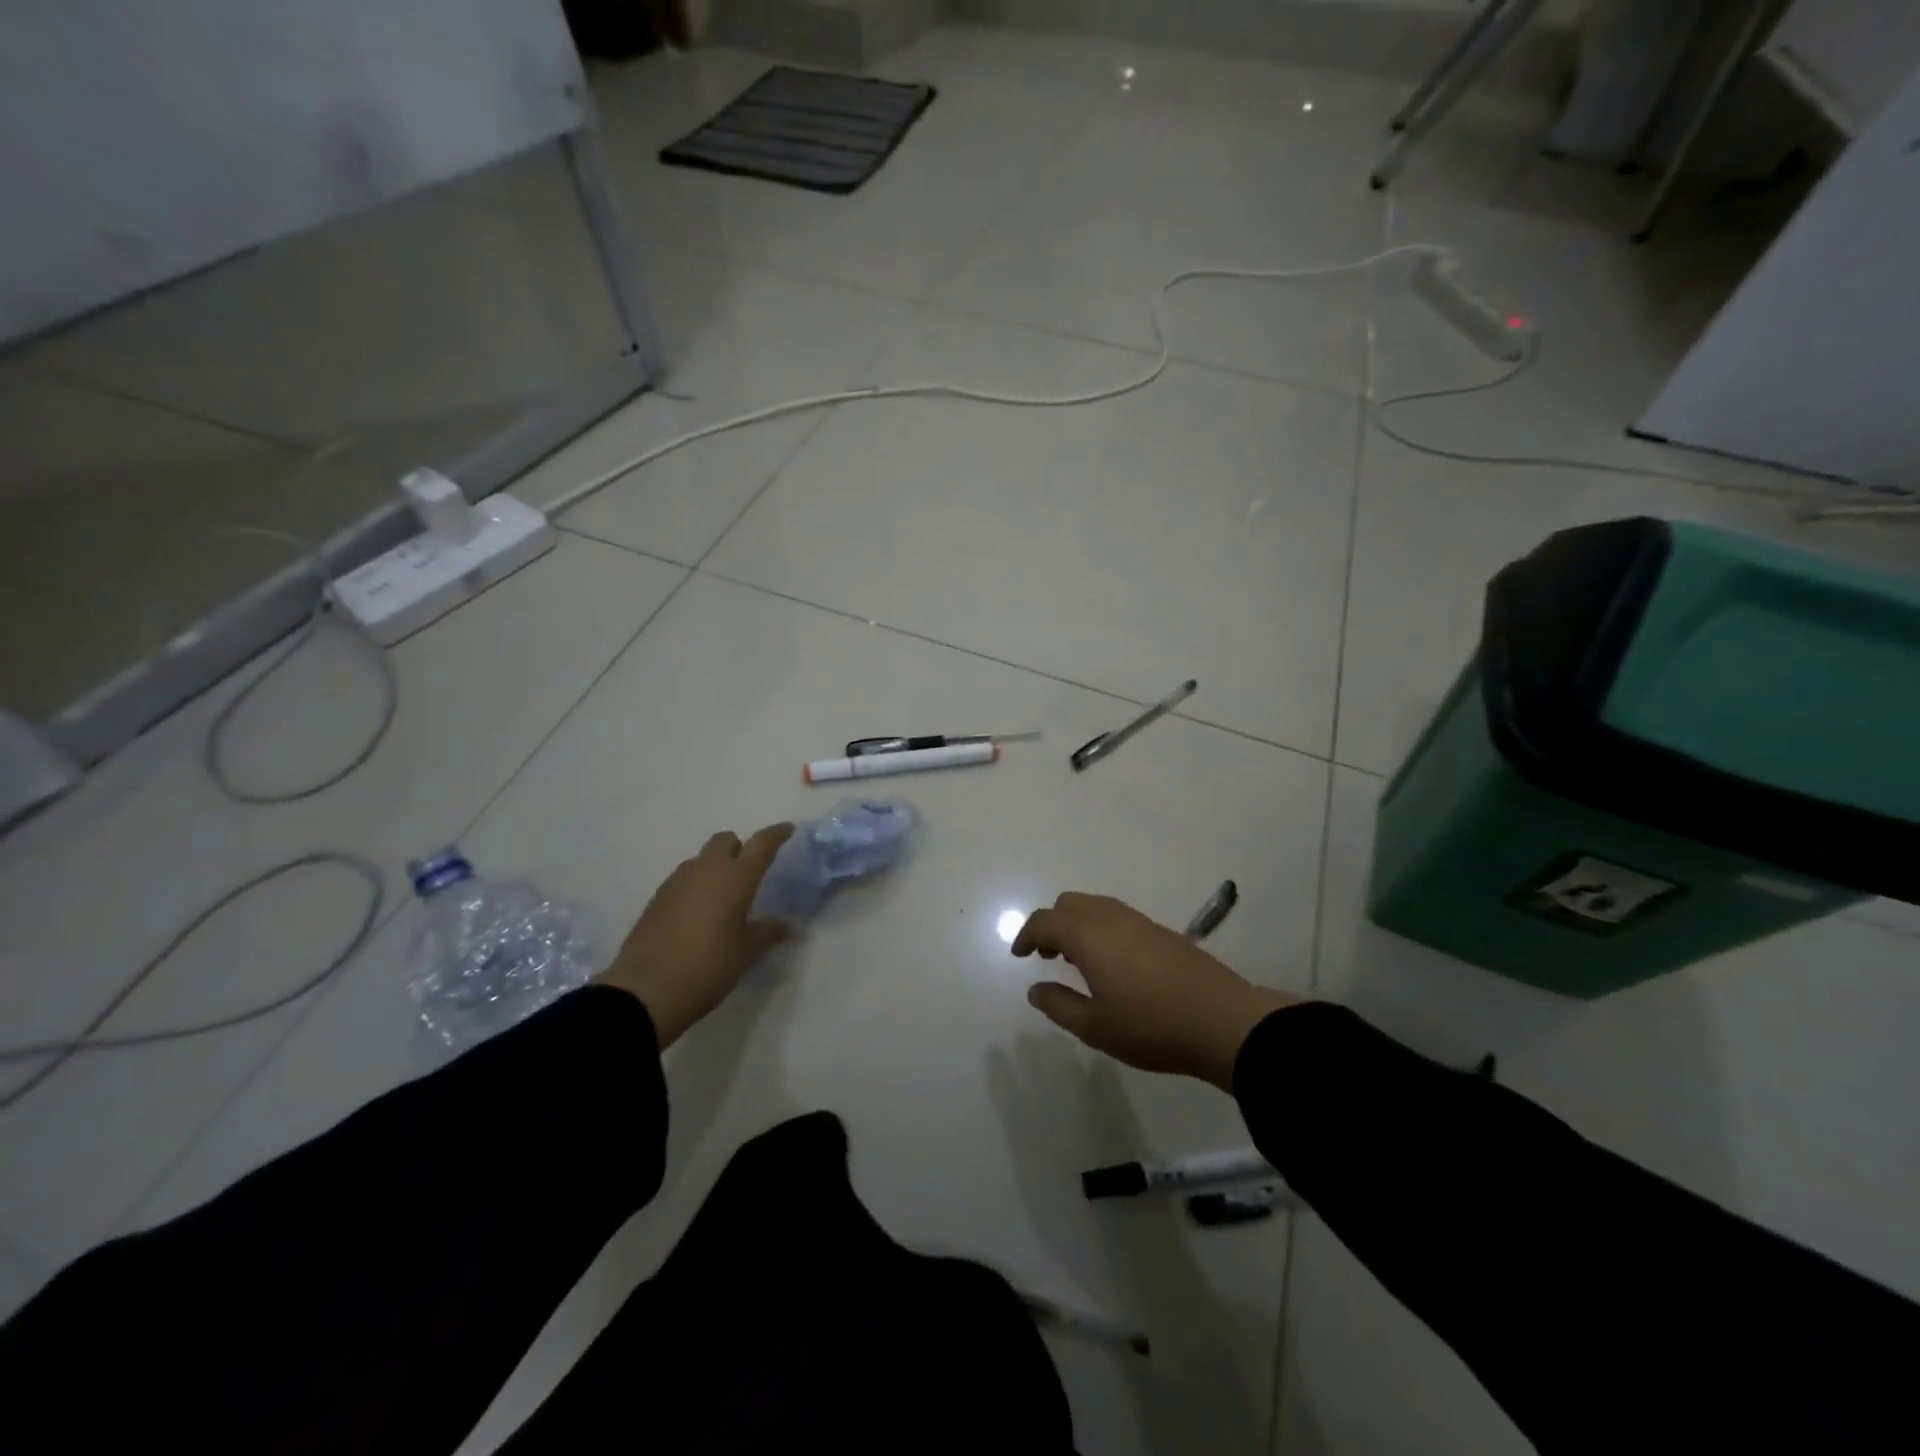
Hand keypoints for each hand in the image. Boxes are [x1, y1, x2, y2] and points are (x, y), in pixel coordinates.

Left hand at [596, 824, 794, 1047]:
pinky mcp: (657, 898)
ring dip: (715, 867)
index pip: (761, 844)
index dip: (777, 834)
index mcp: (736, 877)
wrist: (646, 990)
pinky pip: (684, 879)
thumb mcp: (746, 952)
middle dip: (739, 848)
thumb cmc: (709, 966)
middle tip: (749, 872)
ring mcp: (677, 881)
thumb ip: (767, 932)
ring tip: (723, 897)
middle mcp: (706, 870)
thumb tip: (785, 926)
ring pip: (701, 859)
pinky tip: (698, 913)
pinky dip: (696, 885)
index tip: (788, 829)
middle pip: (725, 840)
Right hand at [1014, 892, 1297, 1090]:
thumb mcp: (1095, 1027)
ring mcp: (1140, 922)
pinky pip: (1117, 916)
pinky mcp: (1162, 932)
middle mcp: (1111, 918)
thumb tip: (1035, 988)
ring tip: (1078, 960)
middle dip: (1051, 924)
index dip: (1026, 935)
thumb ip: (1059, 1005)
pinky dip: (1100, 928)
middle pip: (1069, 903)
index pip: (1045, 921)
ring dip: (1077, 924)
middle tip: (1048, 956)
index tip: (1020, 955)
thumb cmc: (1151, 1026)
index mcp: (1088, 936)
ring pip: (1095, 906)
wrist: (1222, 1021)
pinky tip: (1112, 963)